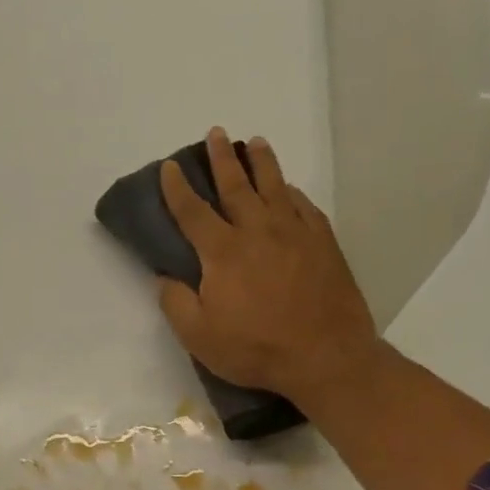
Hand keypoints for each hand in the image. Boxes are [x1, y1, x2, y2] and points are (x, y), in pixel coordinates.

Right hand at [158, 127, 382, 410]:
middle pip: (236, 185)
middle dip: (222, 158)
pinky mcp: (323, 243)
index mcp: (223, 252)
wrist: (325, 356)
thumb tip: (164, 278)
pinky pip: (305, 206)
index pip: (193, 211)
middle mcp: (257, 231)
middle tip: (216, 133)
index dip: (177, 188)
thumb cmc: (256, 349)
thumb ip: (176, 303)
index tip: (169, 167)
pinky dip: (293, 192)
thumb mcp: (199, 337)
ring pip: (274, 187)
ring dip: (262, 162)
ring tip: (255, 143)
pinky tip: (289, 188)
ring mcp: (295, 233)